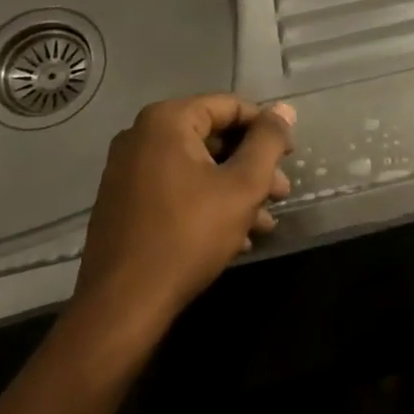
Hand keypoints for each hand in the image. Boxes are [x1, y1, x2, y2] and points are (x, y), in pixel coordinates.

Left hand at [68, 95, 296, 339]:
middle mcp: (141, 136)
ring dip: (235, 189)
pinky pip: (176, 188)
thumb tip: (284, 109)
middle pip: (214, 137)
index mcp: (167, 121)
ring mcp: (127, 170)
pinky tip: (235, 236)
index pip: (231, 107)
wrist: (123, 305)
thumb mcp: (243, 185)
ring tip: (264, 222)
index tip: (290, 157)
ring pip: (197, 167)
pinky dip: (207, 203)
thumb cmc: (188, 235)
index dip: (267, 129)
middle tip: (282, 193)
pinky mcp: (124, 202)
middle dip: (253, 166)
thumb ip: (268, 142)